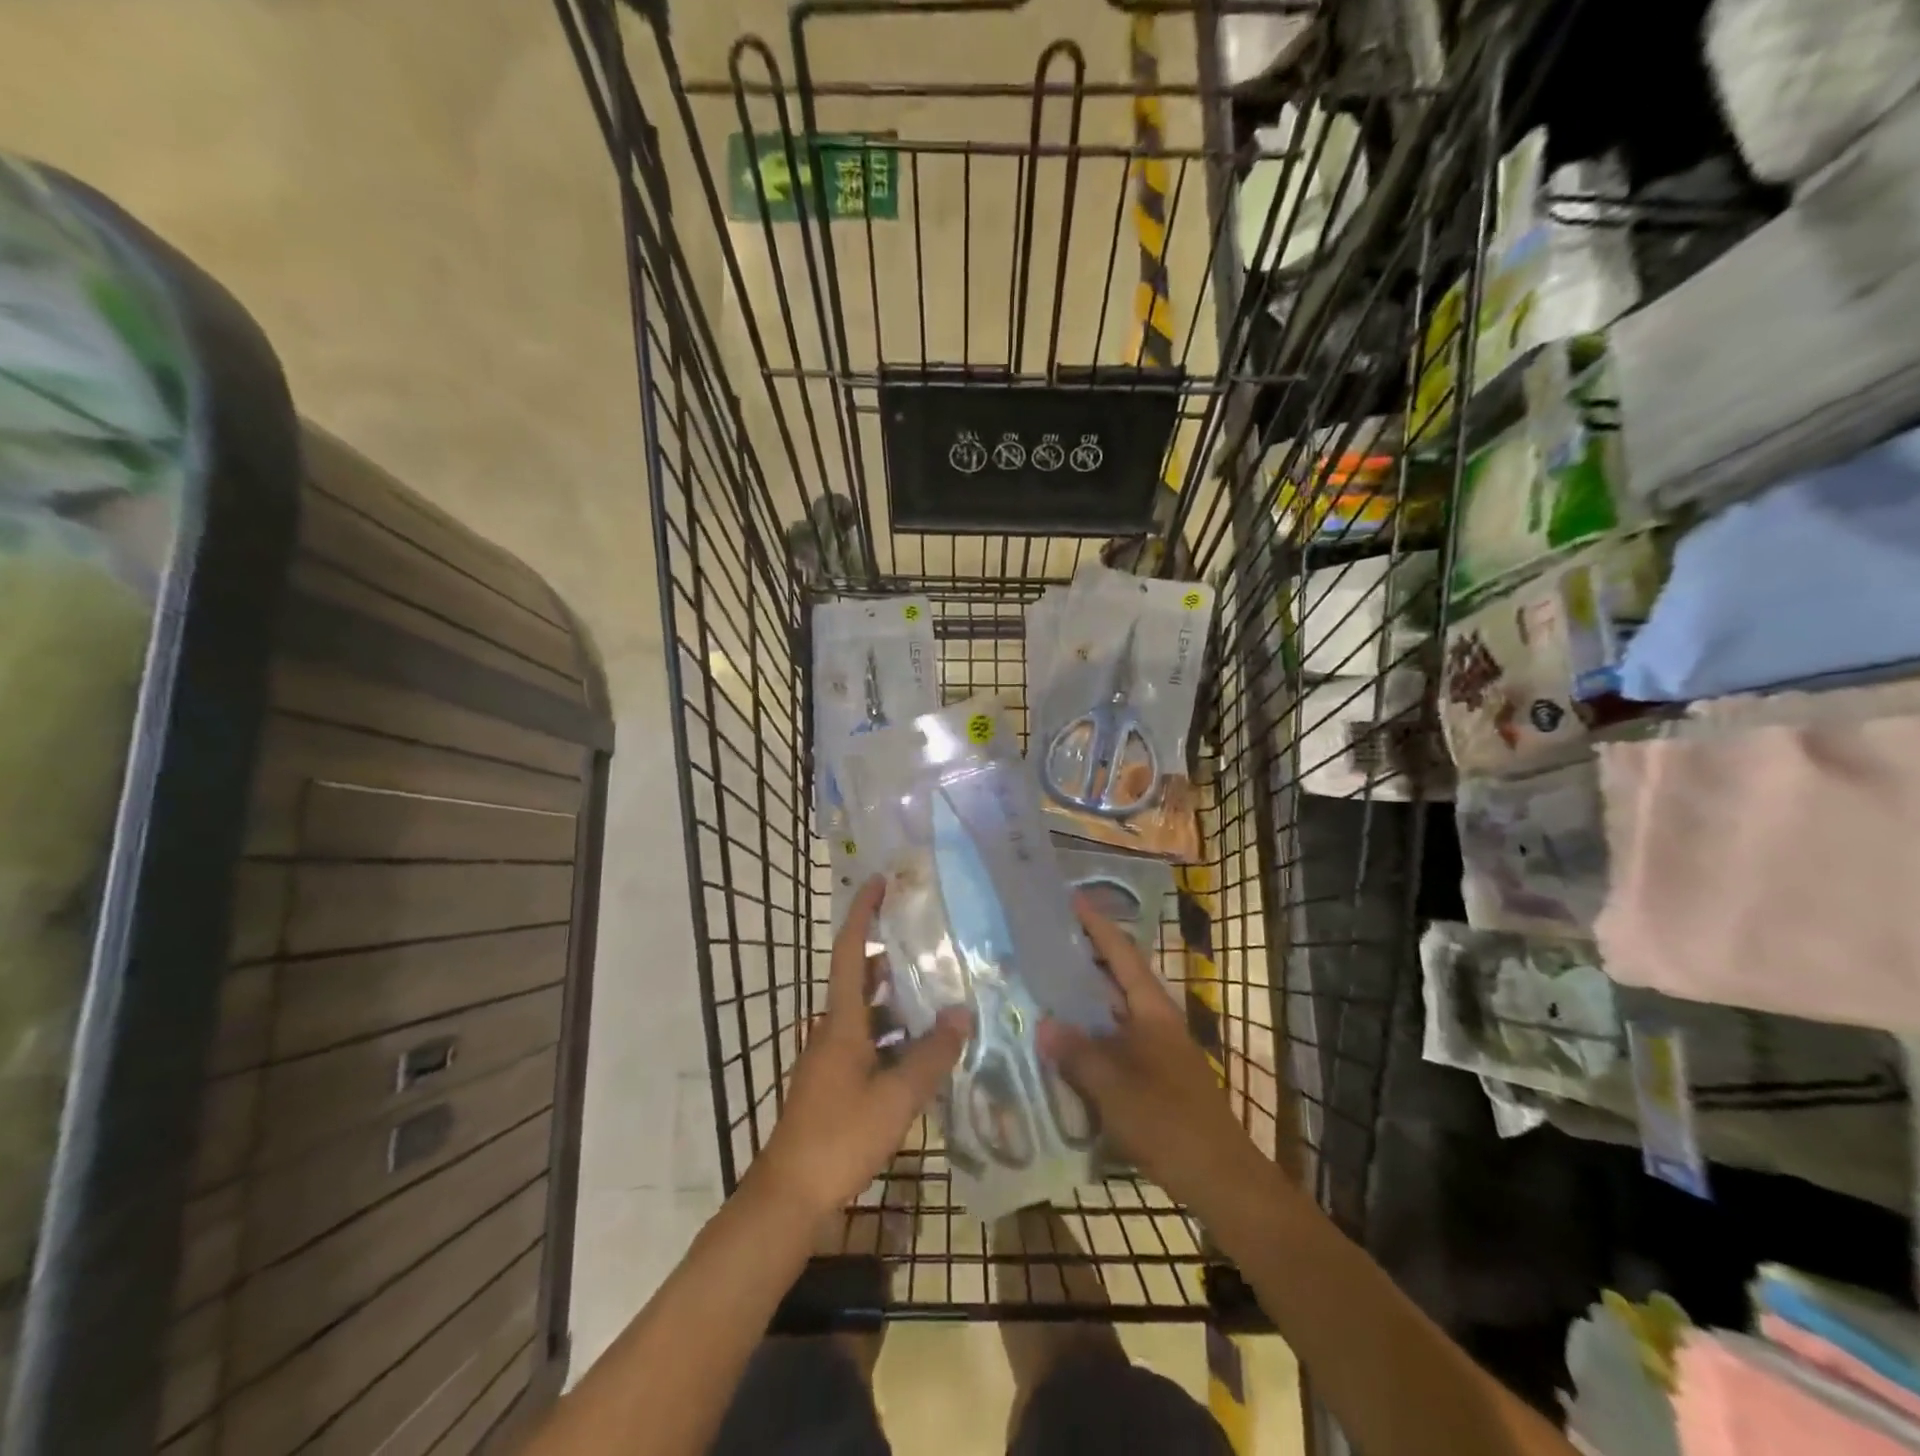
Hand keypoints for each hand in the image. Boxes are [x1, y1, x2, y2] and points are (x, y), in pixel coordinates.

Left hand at [751, 876, 968, 1217]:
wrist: (790, 1196)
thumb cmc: (840, 1137)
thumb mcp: (896, 1098)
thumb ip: (932, 1055)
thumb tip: (961, 1013)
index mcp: (842, 1022)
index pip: (849, 951)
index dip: (863, 913)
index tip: (880, 881)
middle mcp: (833, 1030)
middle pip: (860, 978)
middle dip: (891, 955)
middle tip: (931, 941)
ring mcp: (832, 1057)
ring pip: (867, 1013)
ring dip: (897, 1000)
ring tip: (939, 993)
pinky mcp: (835, 1081)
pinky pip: (868, 1041)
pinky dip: (894, 1035)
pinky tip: (923, 1050)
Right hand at [1039, 897, 1257, 1203]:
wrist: (1221, 1178)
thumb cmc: (1169, 1122)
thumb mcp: (1115, 1087)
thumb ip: (1078, 1054)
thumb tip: (1044, 1024)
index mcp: (1153, 1010)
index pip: (1122, 954)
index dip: (1097, 925)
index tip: (1072, 898)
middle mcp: (1156, 1021)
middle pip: (1118, 978)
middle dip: (1085, 958)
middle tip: (1045, 943)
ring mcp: (1157, 1049)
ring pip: (1114, 1012)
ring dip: (1085, 999)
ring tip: (1045, 987)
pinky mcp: (1154, 1076)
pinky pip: (1115, 1042)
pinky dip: (1090, 1035)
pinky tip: (1065, 1046)